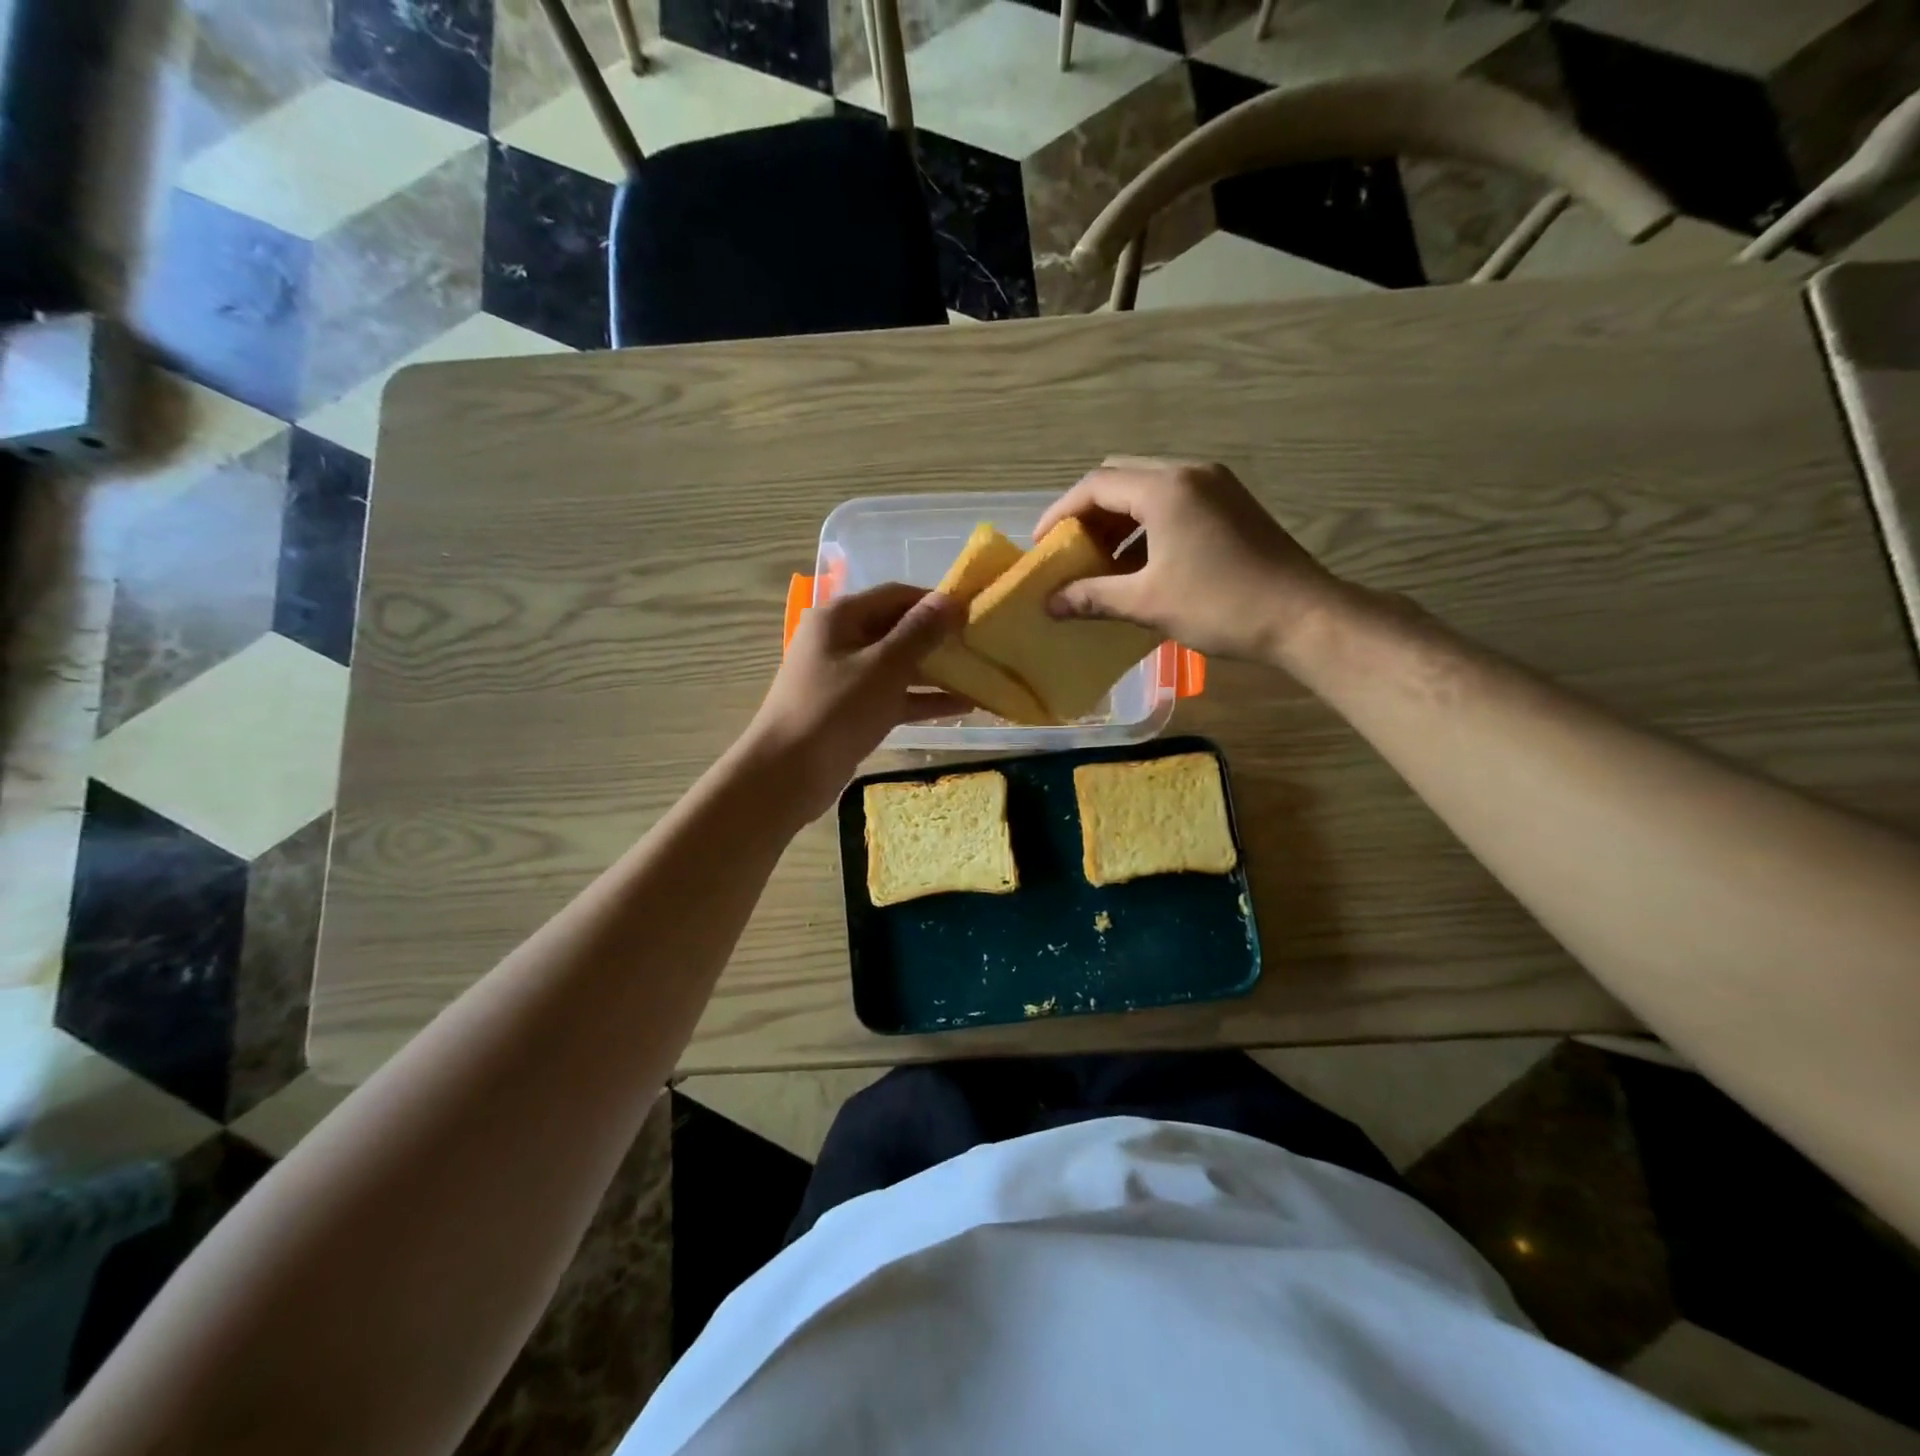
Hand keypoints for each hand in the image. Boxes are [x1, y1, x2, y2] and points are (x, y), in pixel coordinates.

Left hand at [743, 583, 969, 820]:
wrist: (788, 773)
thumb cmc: (835, 710)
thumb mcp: (883, 667)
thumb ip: (919, 632)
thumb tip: (950, 600)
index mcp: (840, 617)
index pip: (895, 595)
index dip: (934, 601)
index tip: (974, 612)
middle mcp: (842, 640)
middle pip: (898, 629)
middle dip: (939, 638)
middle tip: (982, 645)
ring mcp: (847, 677)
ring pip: (899, 666)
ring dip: (937, 672)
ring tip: (981, 676)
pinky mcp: (854, 710)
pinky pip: (894, 696)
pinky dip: (923, 700)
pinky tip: (963, 706)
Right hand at [1035, 456, 1350, 663]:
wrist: (1303, 617)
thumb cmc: (1220, 605)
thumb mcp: (1147, 602)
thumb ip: (1092, 596)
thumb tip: (1048, 604)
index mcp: (1166, 489)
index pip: (1095, 485)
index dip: (1060, 513)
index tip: (1041, 545)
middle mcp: (1190, 473)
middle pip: (1120, 477)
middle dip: (1088, 512)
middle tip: (1070, 550)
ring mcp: (1216, 485)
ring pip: (1148, 488)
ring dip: (1118, 518)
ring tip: (1099, 560)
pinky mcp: (1231, 504)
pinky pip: (1174, 501)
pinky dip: (1146, 523)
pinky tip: (1139, 561)